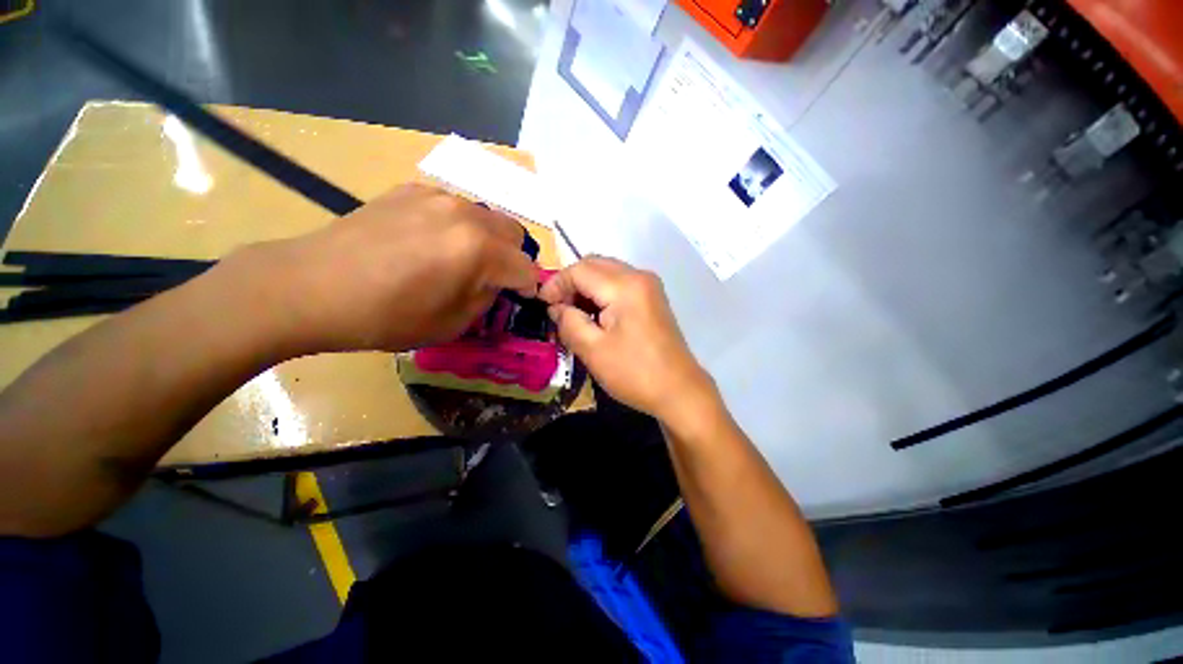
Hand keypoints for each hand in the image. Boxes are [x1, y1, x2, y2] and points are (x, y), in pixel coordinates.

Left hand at [235, 184, 537, 353]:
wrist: (311, 286)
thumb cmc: (386, 316)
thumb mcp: (452, 323)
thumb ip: (486, 298)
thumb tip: (495, 283)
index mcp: (479, 250)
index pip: (526, 269)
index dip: (528, 288)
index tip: (519, 299)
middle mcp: (467, 215)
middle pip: (514, 234)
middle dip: (512, 259)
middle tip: (491, 278)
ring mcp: (438, 196)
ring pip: (487, 217)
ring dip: (487, 241)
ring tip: (459, 259)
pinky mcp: (412, 189)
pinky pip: (454, 207)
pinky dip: (458, 226)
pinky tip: (429, 242)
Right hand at [539, 256, 713, 420]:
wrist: (679, 391)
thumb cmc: (635, 373)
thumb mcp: (593, 350)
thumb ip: (569, 322)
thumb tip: (556, 308)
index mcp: (625, 286)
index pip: (580, 270)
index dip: (556, 284)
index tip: (542, 305)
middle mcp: (639, 276)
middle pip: (594, 265)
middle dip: (570, 283)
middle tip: (556, 309)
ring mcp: (649, 286)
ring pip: (607, 273)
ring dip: (585, 288)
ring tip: (572, 314)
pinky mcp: (652, 298)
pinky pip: (619, 284)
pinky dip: (601, 294)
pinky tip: (594, 315)